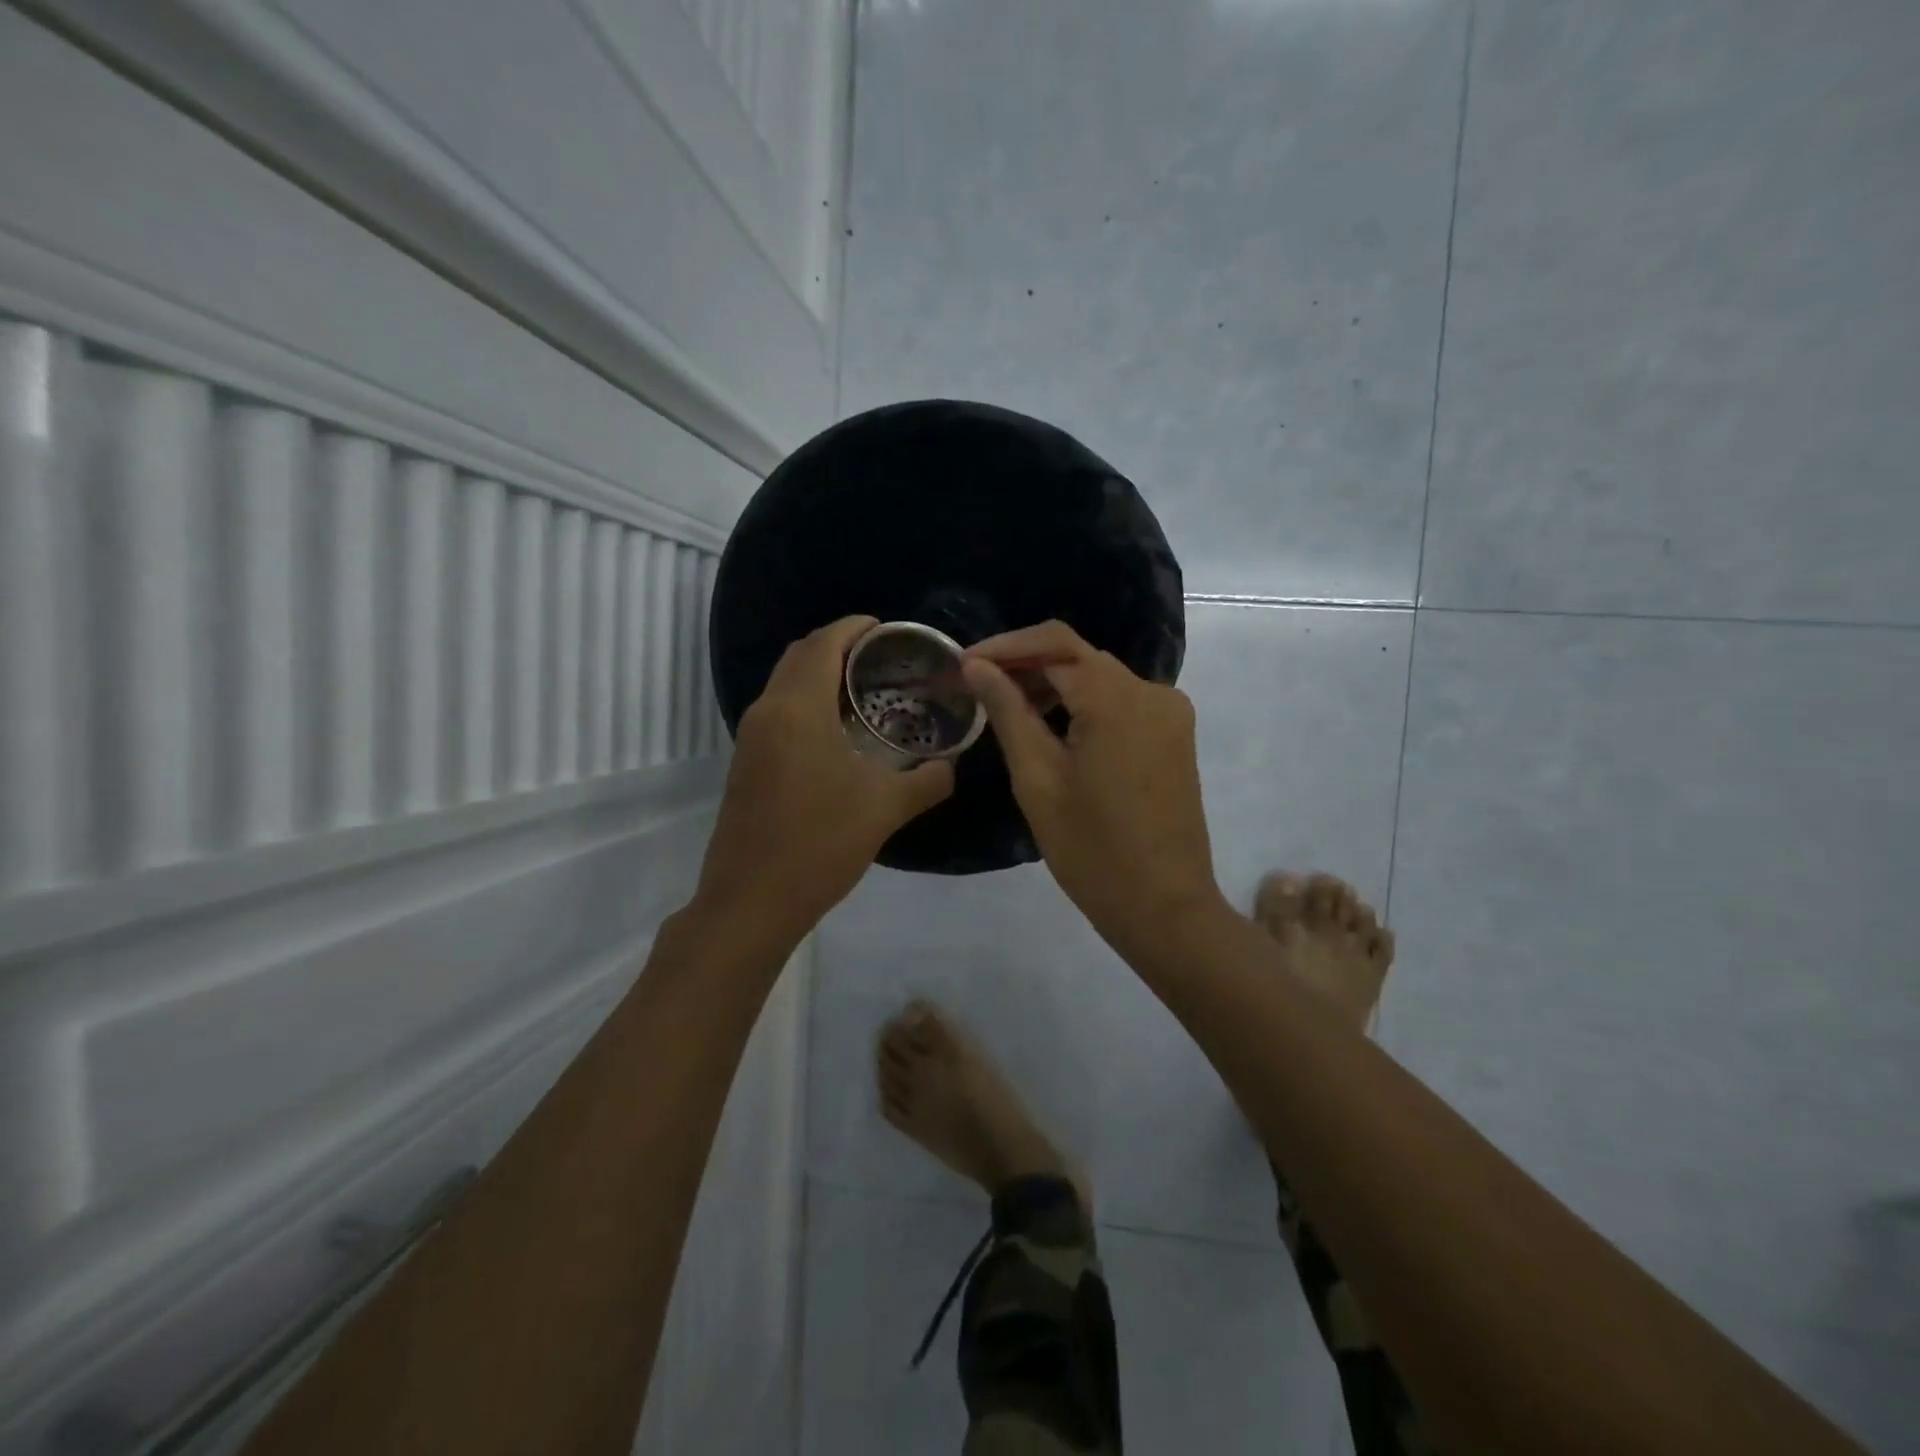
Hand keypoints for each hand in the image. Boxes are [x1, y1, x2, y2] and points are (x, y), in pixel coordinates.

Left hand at [692, 615, 954, 946]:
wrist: (751, 901)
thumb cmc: (820, 844)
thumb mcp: (885, 809)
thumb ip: (928, 780)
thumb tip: (953, 765)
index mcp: (797, 709)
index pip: (823, 643)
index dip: (854, 628)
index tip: (887, 630)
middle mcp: (767, 712)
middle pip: (799, 656)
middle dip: (838, 645)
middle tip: (882, 658)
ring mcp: (750, 739)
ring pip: (785, 684)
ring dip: (820, 674)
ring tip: (865, 690)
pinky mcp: (746, 764)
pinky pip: (779, 712)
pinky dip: (807, 702)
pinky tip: (838, 733)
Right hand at [961, 621, 1228, 961]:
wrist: (1165, 907)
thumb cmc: (1091, 850)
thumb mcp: (1037, 779)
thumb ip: (1008, 712)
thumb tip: (976, 666)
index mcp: (1117, 699)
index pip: (1055, 644)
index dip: (1005, 647)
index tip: (964, 665)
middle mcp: (1152, 692)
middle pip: (1079, 657)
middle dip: (1027, 665)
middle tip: (978, 689)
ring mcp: (1170, 713)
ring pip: (1100, 678)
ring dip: (1054, 685)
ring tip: (1008, 708)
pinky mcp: (1175, 735)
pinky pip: (1121, 702)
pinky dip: (1084, 705)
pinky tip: (1053, 728)